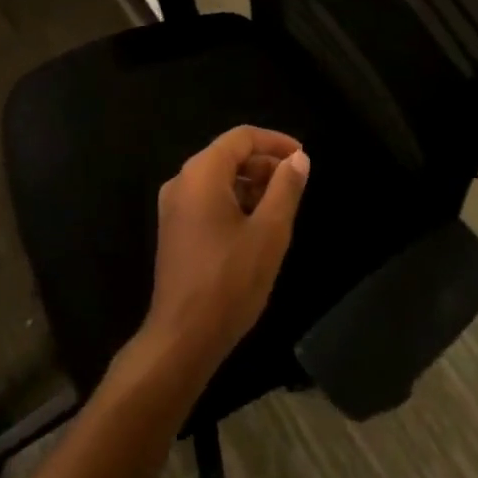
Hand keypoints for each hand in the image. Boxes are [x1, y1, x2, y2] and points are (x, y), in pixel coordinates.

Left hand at [140, 126, 310, 379]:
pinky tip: (256, 227)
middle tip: (296, 185)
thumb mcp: (269, 232)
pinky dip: (234, 202)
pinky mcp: (174, 230)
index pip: (242, 137)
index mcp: (202, 173)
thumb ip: (285, 189)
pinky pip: (208, 200)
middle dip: (264, 164)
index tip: (303, 158)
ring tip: (281, 207)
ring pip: (218, 179)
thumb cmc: (229, 281)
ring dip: (251, 185)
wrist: (182, 340)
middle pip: (228, 155)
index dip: (275, 142)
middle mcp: (182, 181)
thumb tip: (299, 159)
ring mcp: (174, 206)